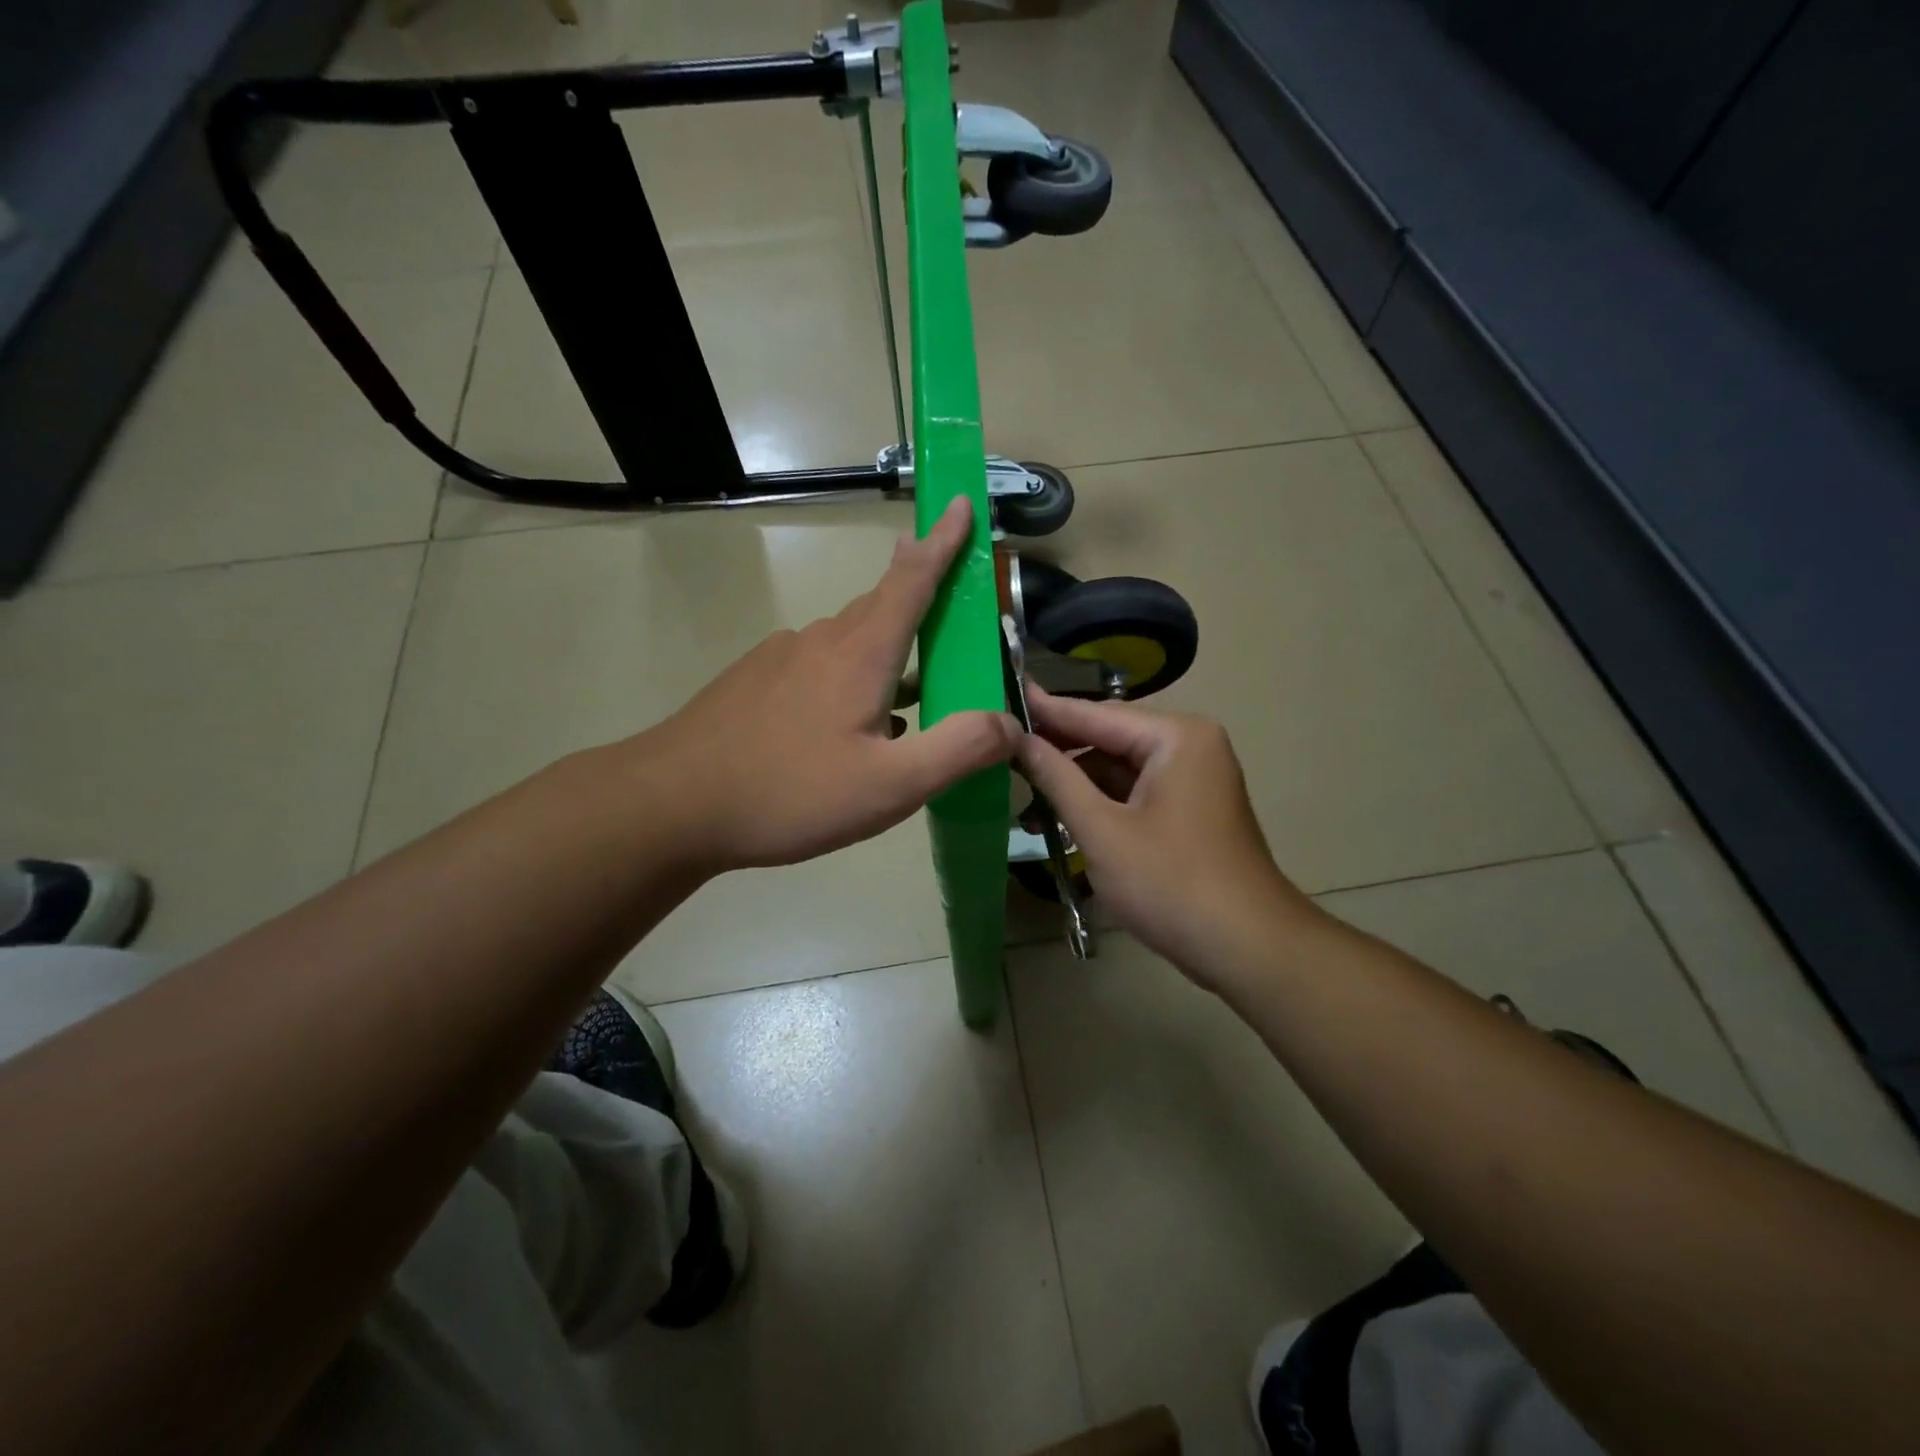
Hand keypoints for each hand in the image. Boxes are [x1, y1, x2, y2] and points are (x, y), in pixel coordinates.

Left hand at [635, 497, 1019, 874]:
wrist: (672, 804)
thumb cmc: (788, 791)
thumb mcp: (889, 786)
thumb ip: (958, 750)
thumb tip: (1011, 723)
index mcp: (861, 653)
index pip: (912, 579)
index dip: (942, 542)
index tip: (958, 502)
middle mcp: (821, 641)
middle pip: (882, 608)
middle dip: (920, 605)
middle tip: (952, 632)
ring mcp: (780, 659)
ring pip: (849, 644)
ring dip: (885, 659)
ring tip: (905, 707)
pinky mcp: (754, 683)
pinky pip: (817, 669)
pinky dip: (847, 684)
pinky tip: (841, 734)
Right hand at [1016, 688, 1317, 983]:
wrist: (1247, 948)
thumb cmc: (1170, 883)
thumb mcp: (1102, 830)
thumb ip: (1057, 779)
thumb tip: (1018, 739)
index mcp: (1176, 737)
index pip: (1096, 715)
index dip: (1047, 710)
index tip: (1004, 695)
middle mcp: (1189, 745)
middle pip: (1109, 738)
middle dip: (1059, 752)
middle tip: (1004, 753)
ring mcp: (1193, 778)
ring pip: (1120, 768)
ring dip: (1077, 784)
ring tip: (1024, 799)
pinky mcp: (1190, 809)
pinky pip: (1136, 792)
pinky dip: (1101, 803)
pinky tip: (1062, 818)